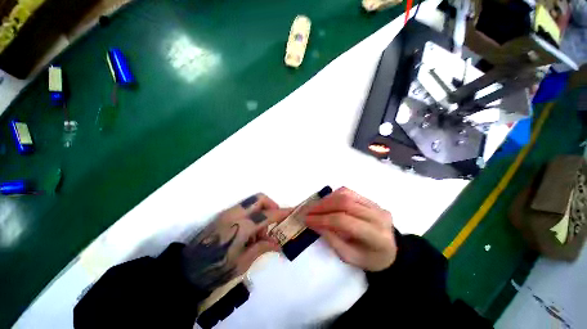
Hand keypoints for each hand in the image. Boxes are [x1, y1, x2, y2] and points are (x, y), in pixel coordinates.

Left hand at [181, 193, 289, 290]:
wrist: (186, 271)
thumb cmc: (216, 270)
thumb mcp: (242, 263)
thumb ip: (262, 247)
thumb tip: (278, 243)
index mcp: (241, 227)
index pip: (267, 215)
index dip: (282, 212)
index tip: (292, 211)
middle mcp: (235, 214)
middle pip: (260, 198)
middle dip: (271, 205)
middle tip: (275, 221)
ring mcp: (228, 213)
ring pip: (252, 202)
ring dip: (262, 212)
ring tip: (260, 234)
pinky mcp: (223, 215)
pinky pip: (244, 208)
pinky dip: (253, 214)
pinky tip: (250, 233)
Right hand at [306, 187, 396, 271]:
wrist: (391, 251)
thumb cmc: (369, 258)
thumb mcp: (349, 257)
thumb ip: (331, 239)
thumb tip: (314, 223)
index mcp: (376, 236)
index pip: (344, 221)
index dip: (323, 219)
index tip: (307, 220)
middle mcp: (378, 216)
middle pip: (345, 203)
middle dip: (322, 206)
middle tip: (308, 211)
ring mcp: (375, 205)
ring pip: (346, 194)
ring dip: (327, 199)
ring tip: (315, 207)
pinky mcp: (371, 200)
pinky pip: (349, 192)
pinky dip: (334, 195)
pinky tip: (327, 202)